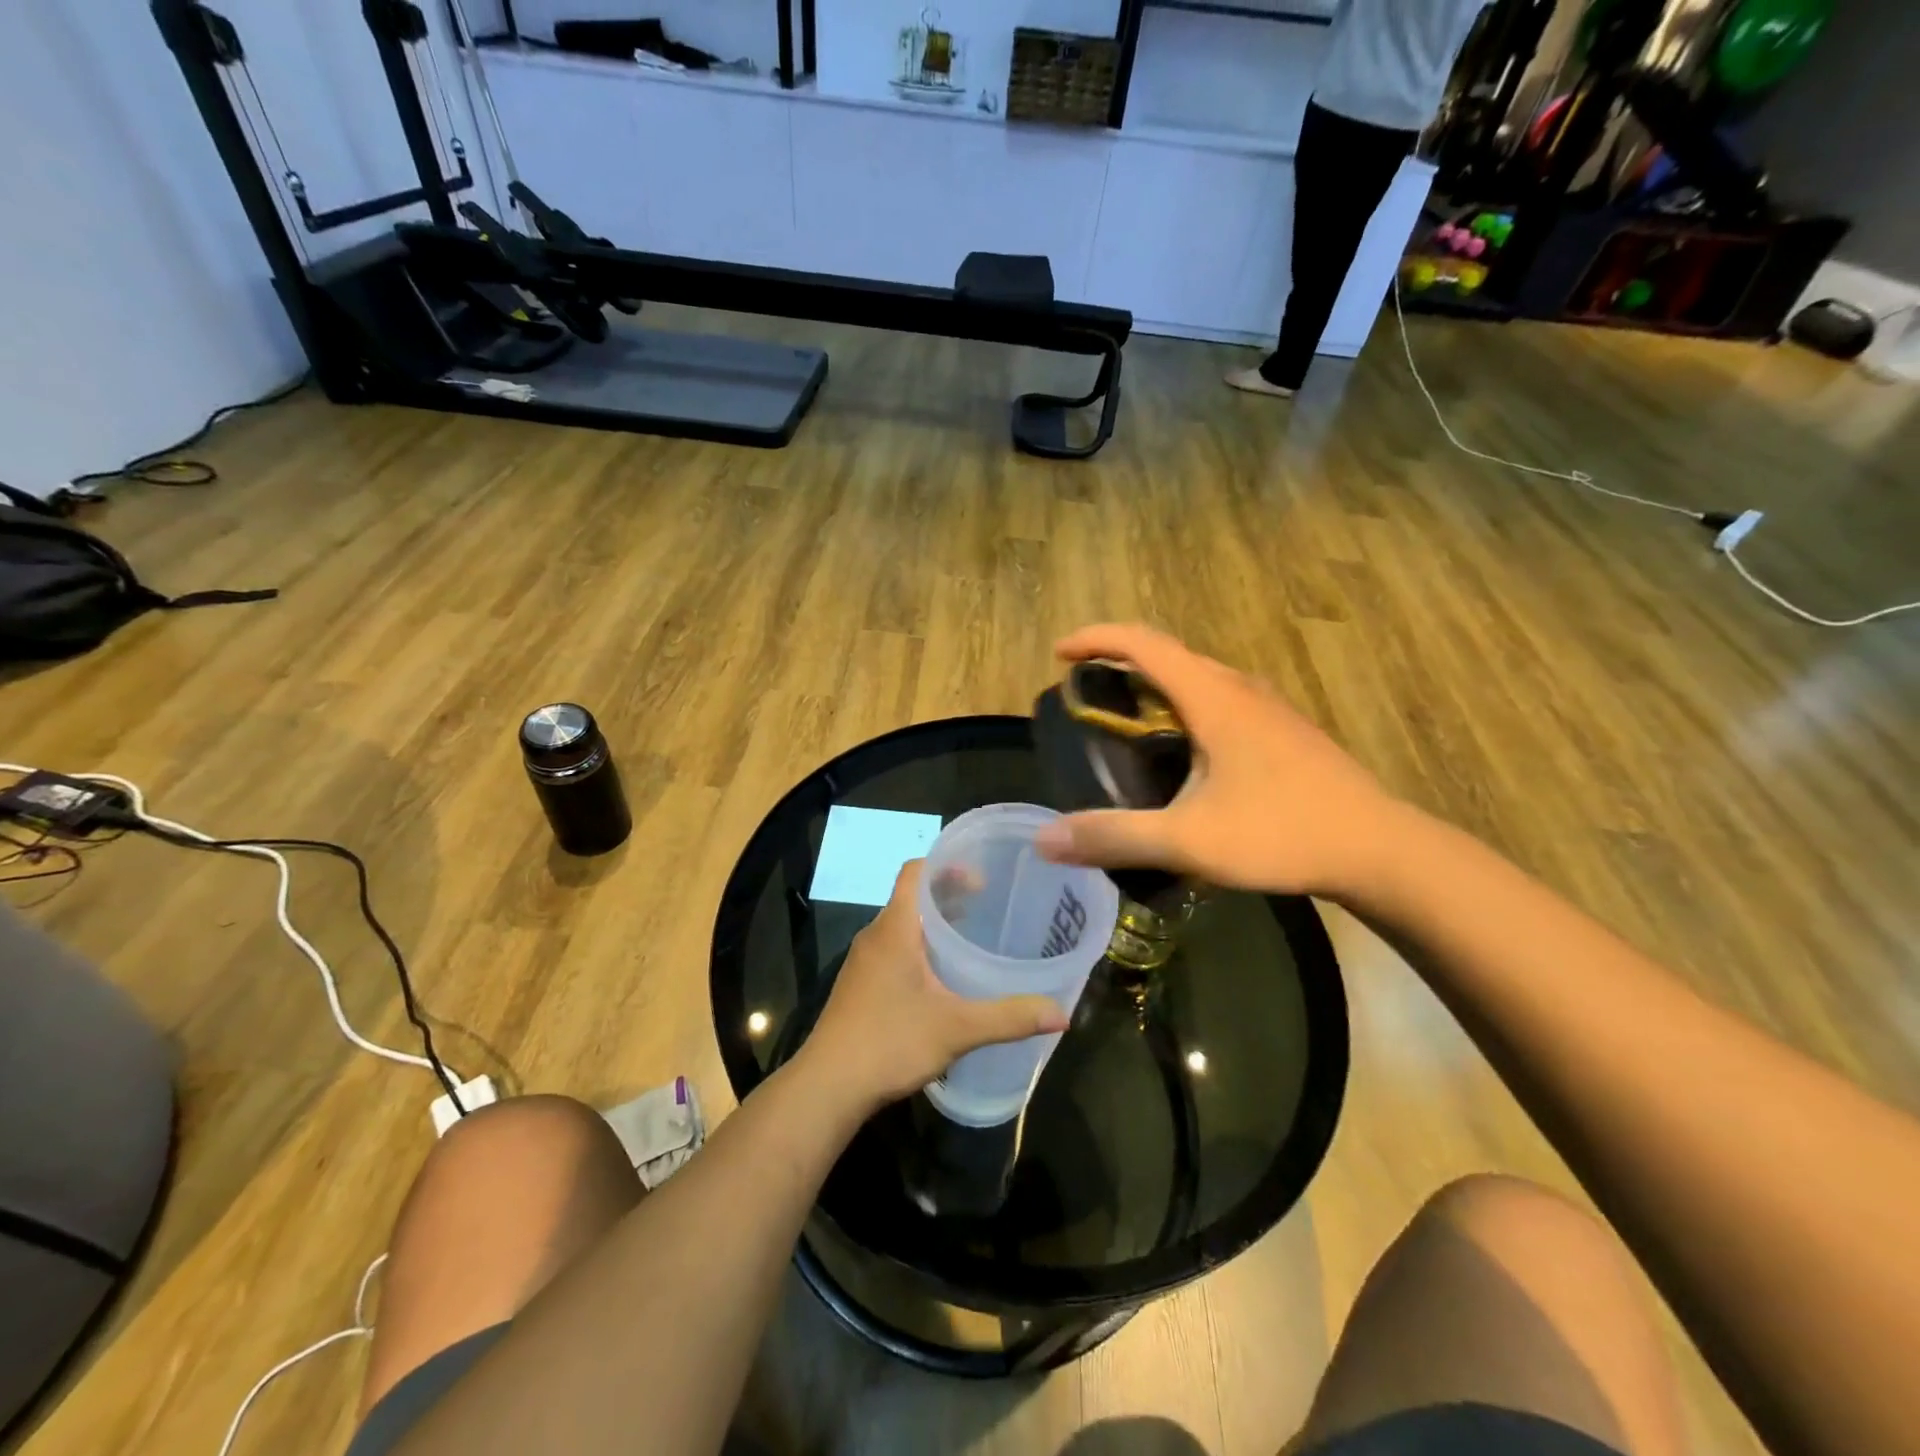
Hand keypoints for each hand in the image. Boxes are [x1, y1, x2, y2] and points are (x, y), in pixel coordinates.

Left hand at [803, 861, 1067, 1110]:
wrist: (828, 1086)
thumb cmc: (890, 1042)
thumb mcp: (957, 1029)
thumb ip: (1009, 1018)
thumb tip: (1062, 1015)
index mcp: (895, 928)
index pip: (915, 871)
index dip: (946, 865)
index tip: (982, 877)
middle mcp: (875, 935)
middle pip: (912, 896)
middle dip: (948, 895)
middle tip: (988, 904)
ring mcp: (863, 962)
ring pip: (902, 925)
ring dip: (934, 923)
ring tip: (971, 936)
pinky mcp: (859, 986)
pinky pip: (893, 949)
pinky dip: (919, 947)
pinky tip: (942, 977)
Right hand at [1033, 623, 1405, 899]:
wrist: (1380, 850)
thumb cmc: (1282, 833)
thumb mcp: (1188, 840)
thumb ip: (1114, 836)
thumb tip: (1043, 840)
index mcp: (1213, 697)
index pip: (1143, 643)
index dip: (1095, 639)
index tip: (1059, 654)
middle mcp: (1239, 688)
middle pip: (1168, 654)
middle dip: (1119, 660)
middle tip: (1085, 691)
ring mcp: (1267, 708)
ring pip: (1197, 676)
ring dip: (1154, 682)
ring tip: (1125, 718)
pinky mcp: (1283, 731)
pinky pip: (1218, 698)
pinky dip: (1183, 704)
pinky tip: (1183, 750)